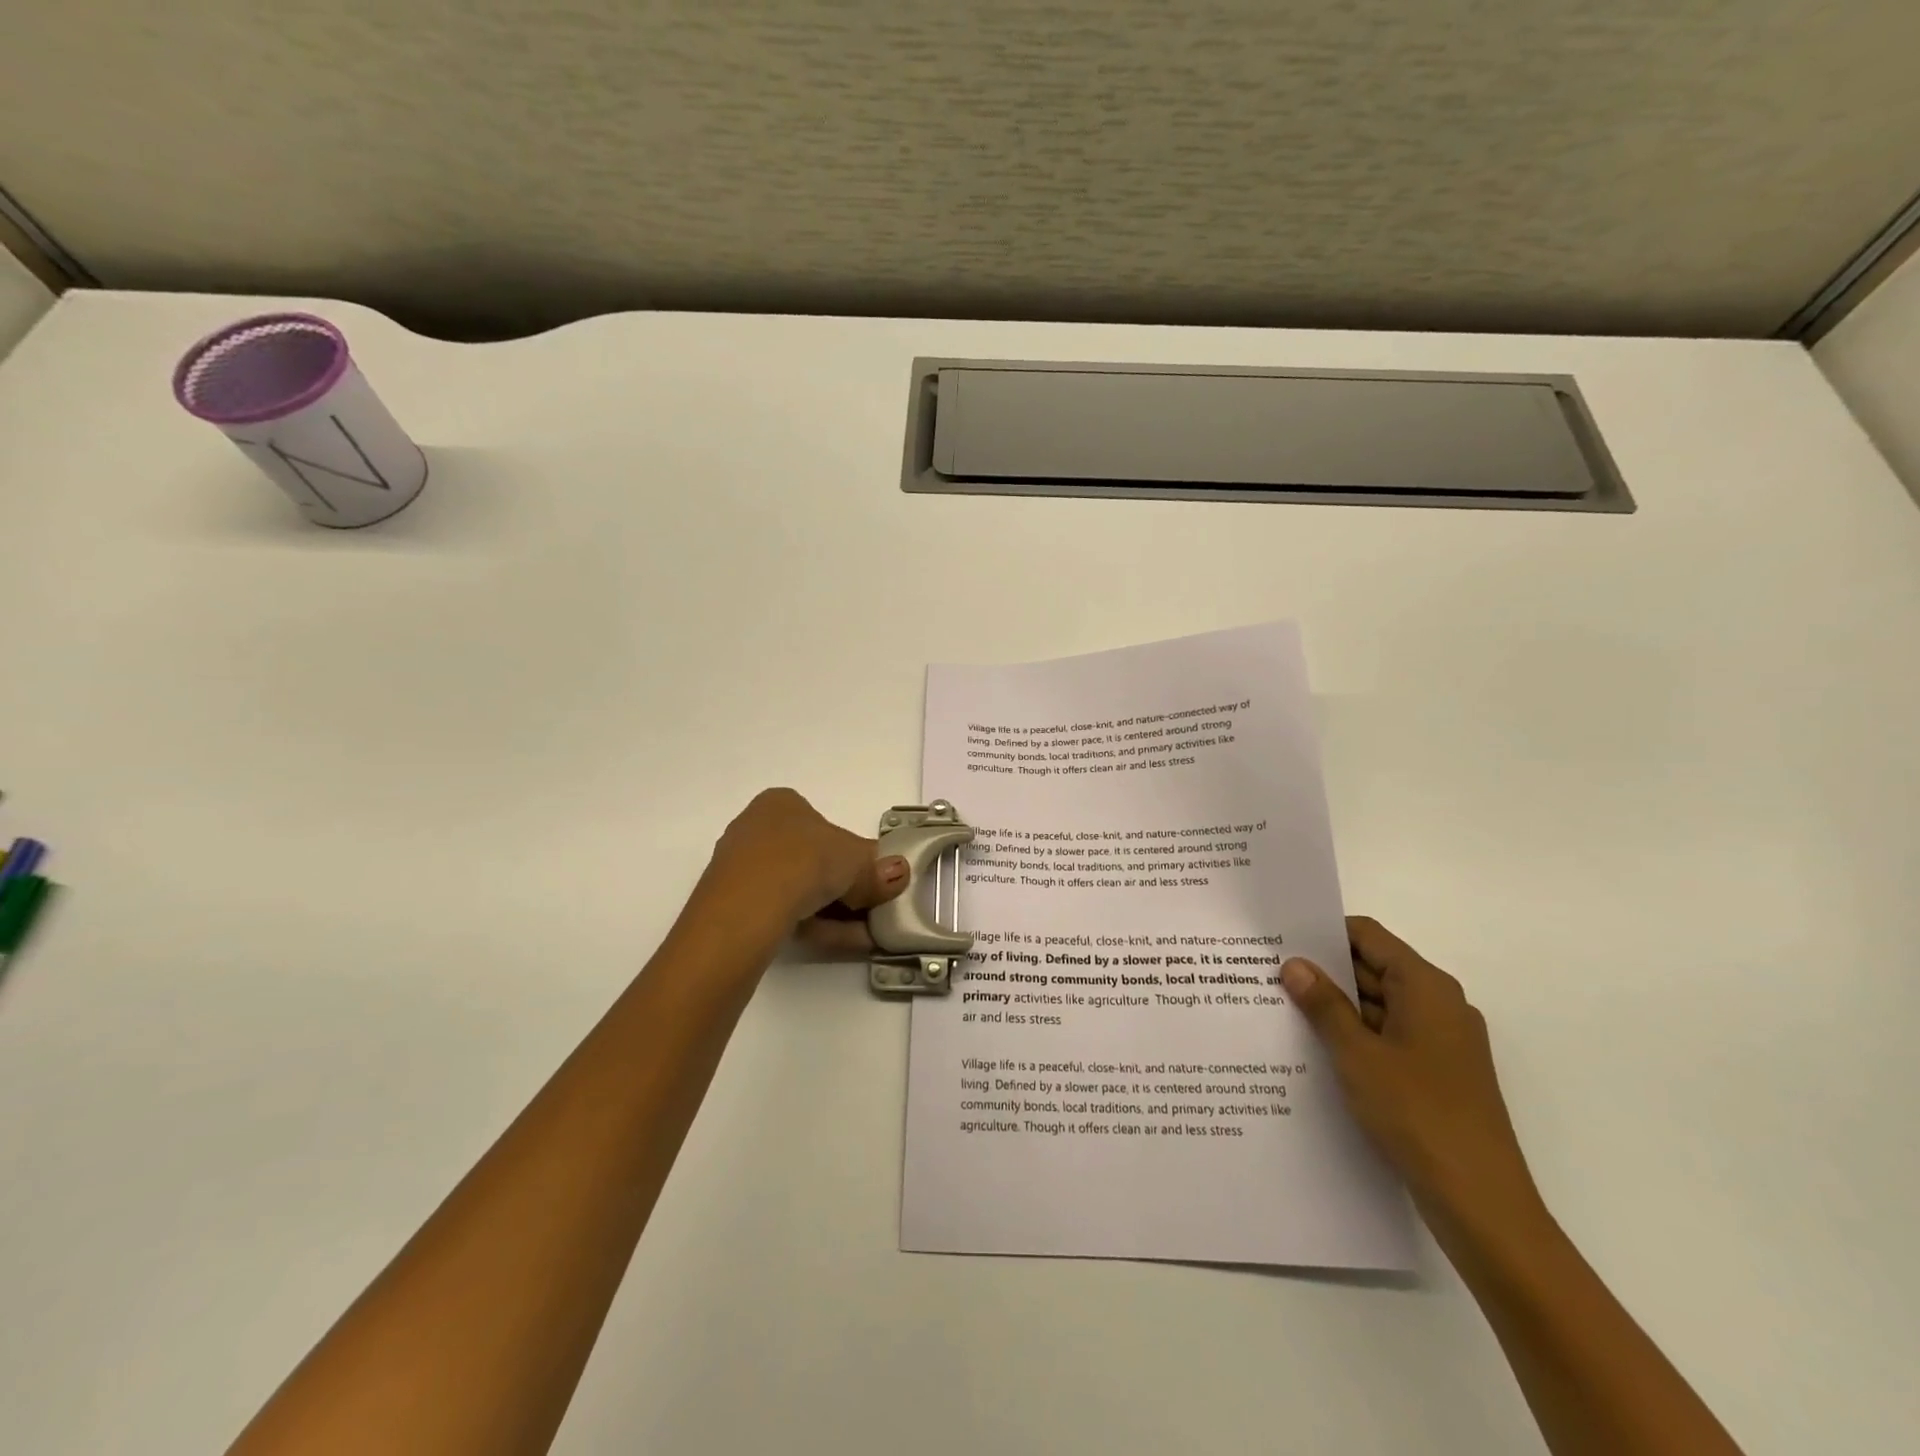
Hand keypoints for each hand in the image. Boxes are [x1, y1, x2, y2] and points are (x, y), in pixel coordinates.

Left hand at [698, 788, 909, 954]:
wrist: (745, 909)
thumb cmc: (804, 862)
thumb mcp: (855, 861)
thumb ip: (878, 869)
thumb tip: (900, 873)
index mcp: (781, 803)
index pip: (824, 825)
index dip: (852, 853)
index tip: (872, 880)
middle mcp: (756, 828)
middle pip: (812, 860)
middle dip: (845, 888)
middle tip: (872, 909)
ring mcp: (741, 869)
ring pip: (798, 890)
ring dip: (835, 912)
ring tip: (865, 935)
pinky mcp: (733, 905)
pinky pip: (782, 911)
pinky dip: (813, 924)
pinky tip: (841, 942)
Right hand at [1282, 918, 1542, 1233]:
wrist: (1481, 1203)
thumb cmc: (1418, 1114)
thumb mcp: (1357, 1054)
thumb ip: (1324, 1004)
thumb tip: (1295, 964)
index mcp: (1426, 987)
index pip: (1368, 936)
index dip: (1324, 933)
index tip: (1280, 939)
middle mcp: (1439, 1005)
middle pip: (1373, 968)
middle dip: (1324, 971)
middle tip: (1268, 974)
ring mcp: (1441, 1042)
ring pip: (1378, 1006)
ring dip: (1336, 1007)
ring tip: (1280, 1009)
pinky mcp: (1438, 1074)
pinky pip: (1388, 1037)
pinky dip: (1355, 1036)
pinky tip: (1316, 1049)